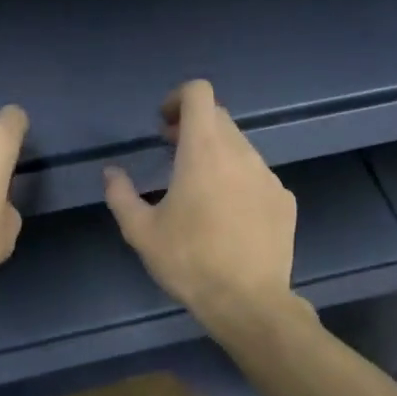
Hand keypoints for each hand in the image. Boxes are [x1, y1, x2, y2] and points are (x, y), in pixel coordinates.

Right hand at [104, 80, 296, 331]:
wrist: (247, 301)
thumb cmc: (189, 262)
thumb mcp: (141, 232)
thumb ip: (120, 195)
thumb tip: (111, 173)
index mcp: (203, 151)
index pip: (199, 93)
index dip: (177, 99)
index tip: (162, 125)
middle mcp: (241, 153)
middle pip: (219, 118)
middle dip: (192, 127)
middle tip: (171, 153)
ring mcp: (268, 176)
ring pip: (239, 147)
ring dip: (216, 155)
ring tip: (198, 190)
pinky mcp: (284, 200)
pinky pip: (257, 176)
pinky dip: (238, 181)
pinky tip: (228, 217)